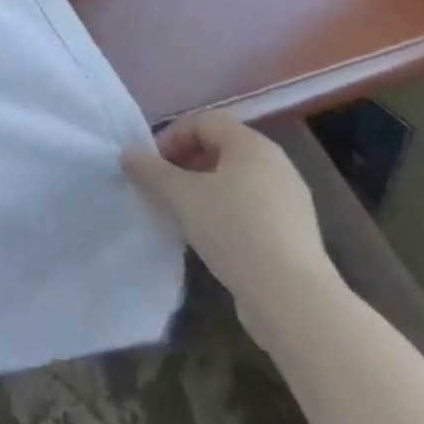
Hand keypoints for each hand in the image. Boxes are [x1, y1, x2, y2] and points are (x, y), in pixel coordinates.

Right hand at [122, 111, 338, 344]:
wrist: (294, 301)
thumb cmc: (235, 231)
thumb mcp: (181, 197)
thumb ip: (150, 171)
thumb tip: (127, 155)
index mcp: (252, 145)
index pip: (203, 121)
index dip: (172, 136)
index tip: (152, 165)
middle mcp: (276, 165)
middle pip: (220, 149)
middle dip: (185, 163)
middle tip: (163, 187)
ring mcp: (290, 201)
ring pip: (235, 182)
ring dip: (204, 190)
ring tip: (183, 214)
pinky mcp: (295, 235)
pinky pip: (251, 209)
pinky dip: (226, 214)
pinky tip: (211, 239)